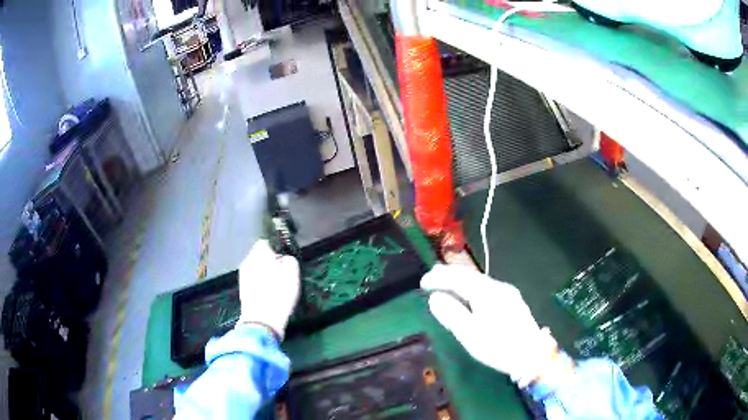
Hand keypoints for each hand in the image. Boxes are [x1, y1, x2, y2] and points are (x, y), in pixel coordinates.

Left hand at [237, 240, 300, 339]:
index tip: (286, 261)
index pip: (266, 243)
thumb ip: (289, 259)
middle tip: (283, 274)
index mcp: (258, 254)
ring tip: (278, 288)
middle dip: (271, 263)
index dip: (277, 250)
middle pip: (260, 257)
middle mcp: (247, 262)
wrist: (262, 321)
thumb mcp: (292, 271)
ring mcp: (243, 278)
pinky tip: (271, 297)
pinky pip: (255, 284)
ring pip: (257, 271)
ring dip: (266, 276)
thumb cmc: (279, 293)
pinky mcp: (243, 292)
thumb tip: (284, 259)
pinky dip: (262, 287)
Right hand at [421, 265, 558, 386]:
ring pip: (479, 280)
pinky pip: (486, 287)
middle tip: (432, 274)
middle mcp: (497, 287)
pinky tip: (470, 292)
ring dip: (461, 279)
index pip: (458, 279)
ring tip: (447, 280)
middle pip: (470, 274)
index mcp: (486, 292)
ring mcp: (507, 293)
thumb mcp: (470, 333)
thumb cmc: (498, 346)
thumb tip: (435, 298)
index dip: (439, 278)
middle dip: (450, 273)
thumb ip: (452, 313)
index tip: (422, 282)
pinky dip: (472, 286)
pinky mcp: (512, 301)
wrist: (532, 355)